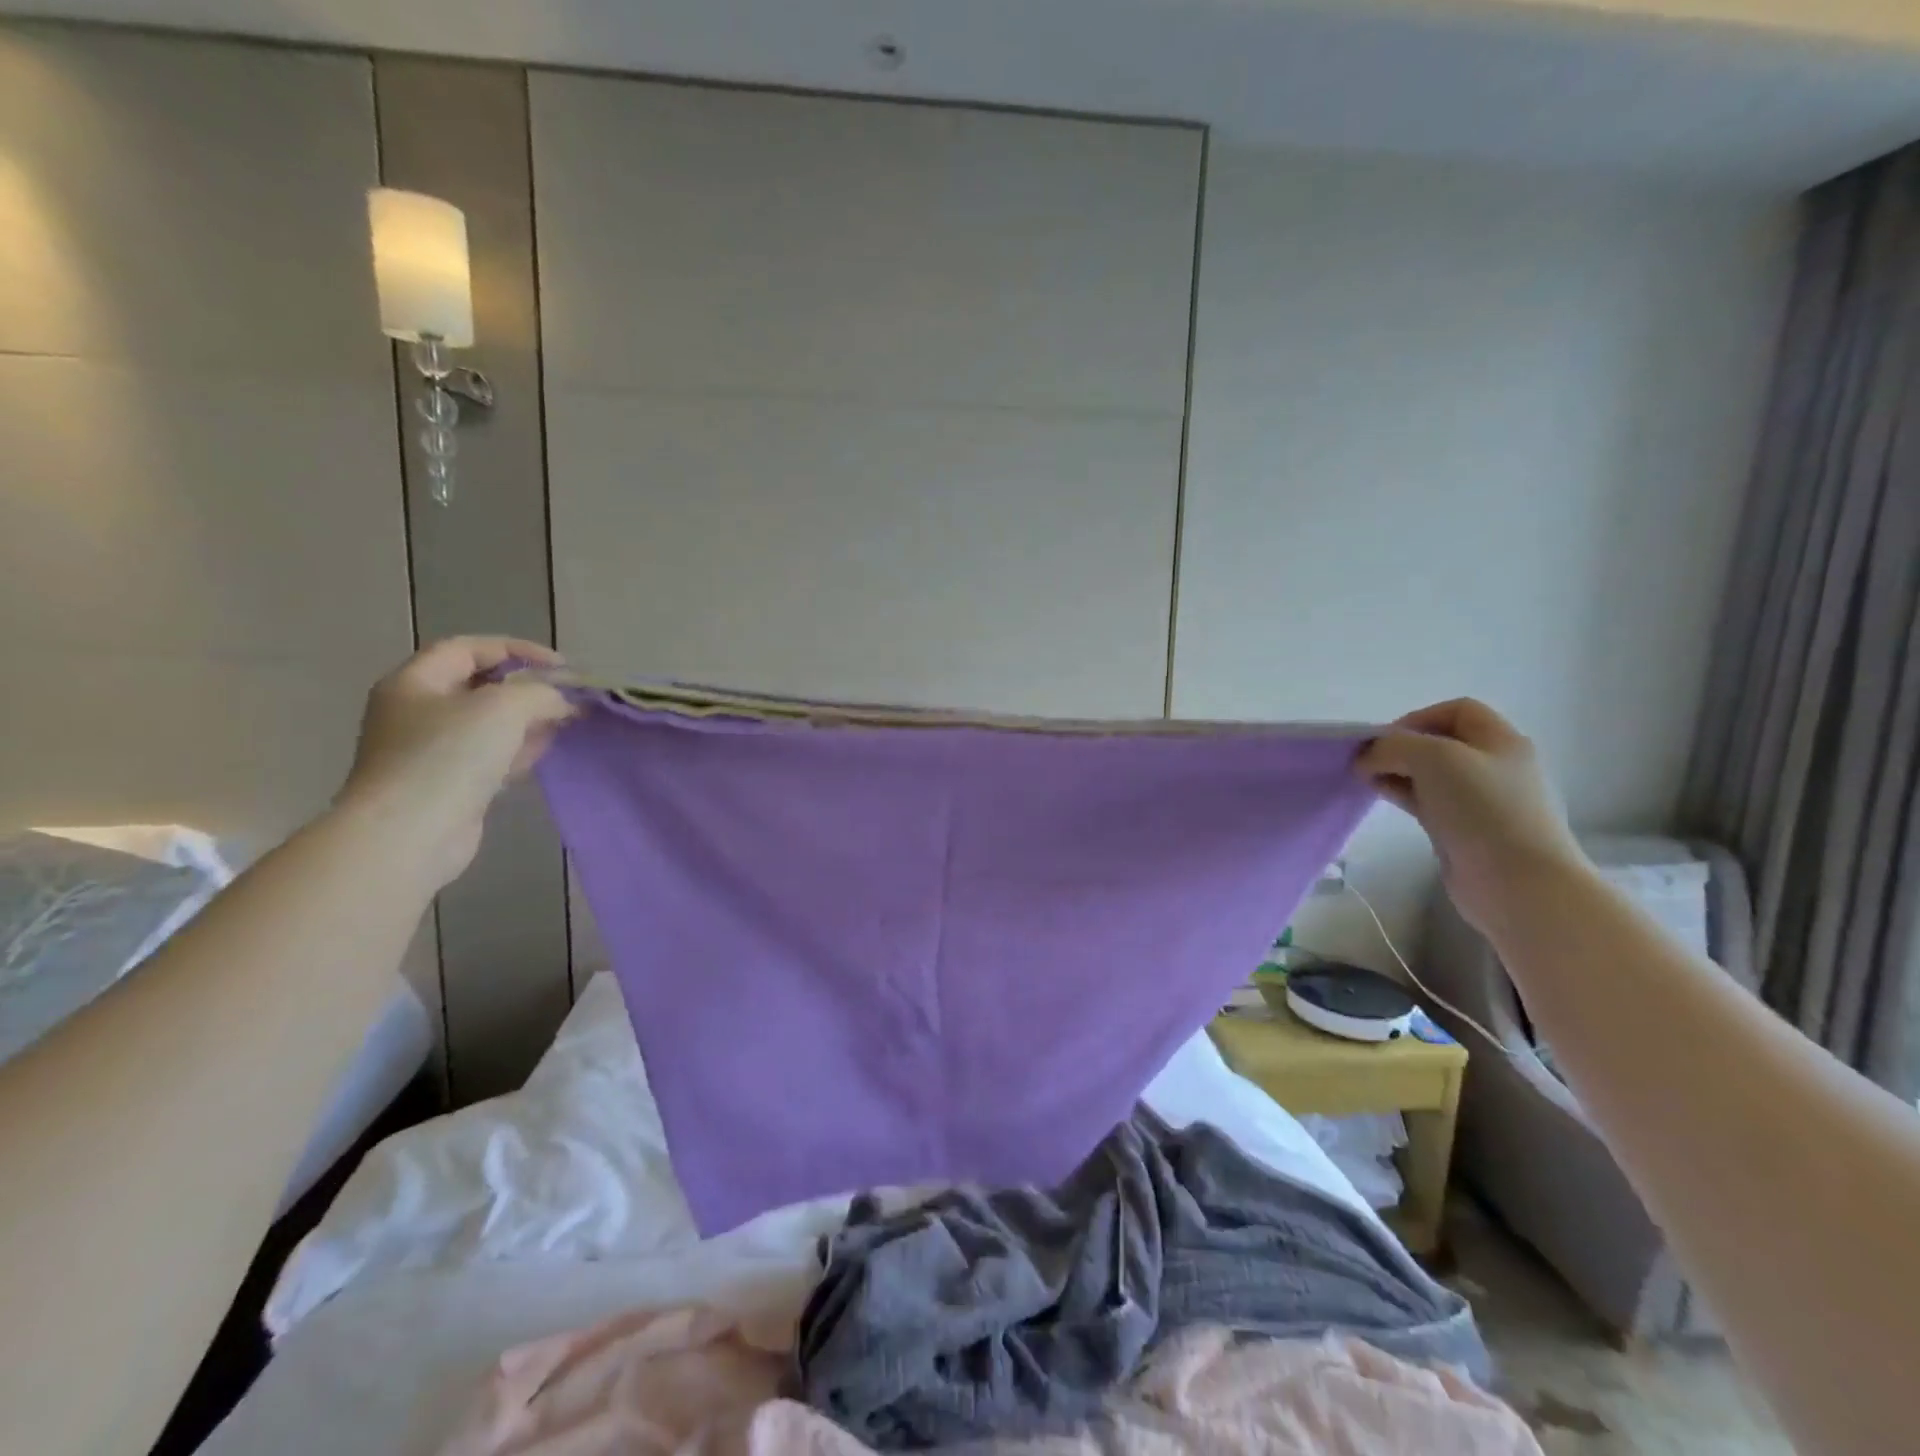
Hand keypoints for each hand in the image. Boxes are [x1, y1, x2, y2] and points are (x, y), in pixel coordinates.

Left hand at [336, 637, 575, 888]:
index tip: (561, 667)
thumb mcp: (503, 707)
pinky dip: (518, 749)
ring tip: (565, 723)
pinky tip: (544, 752)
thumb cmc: (448, 757)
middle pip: (479, 686)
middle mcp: (417, 712)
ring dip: (528, 720)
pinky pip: (489, 756)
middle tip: (567, 697)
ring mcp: (430, 751)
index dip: (517, 650)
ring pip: (488, 723)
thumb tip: (560, 701)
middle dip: (527, 688)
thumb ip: (539, 693)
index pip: (469, 649)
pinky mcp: (447, 784)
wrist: (409, 834)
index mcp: (416, 682)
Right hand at [1355, 699, 1587, 935]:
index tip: (1386, 739)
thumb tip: (1368, 757)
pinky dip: (1401, 793)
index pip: (1457, 710)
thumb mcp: (1434, 758)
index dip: (1418, 717)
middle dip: (1400, 746)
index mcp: (1500, 741)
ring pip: (1429, 773)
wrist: (1517, 883)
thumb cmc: (1483, 809)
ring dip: (1396, 770)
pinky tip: (1379, 796)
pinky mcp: (1462, 829)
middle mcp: (1493, 766)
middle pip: (1440, 742)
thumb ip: (1394, 746)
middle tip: (1369, 760)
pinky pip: (1426, 801)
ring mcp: (1479, 800)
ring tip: (1366, 779)